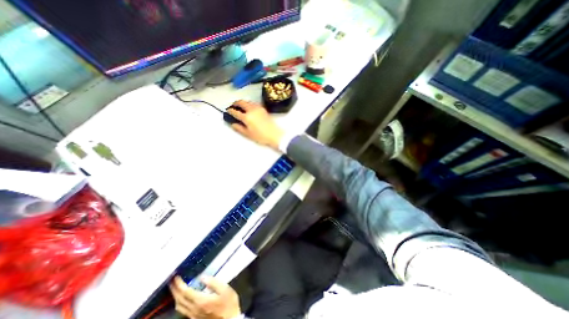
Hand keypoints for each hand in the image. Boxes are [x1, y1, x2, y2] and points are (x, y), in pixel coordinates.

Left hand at [168, 275, 239, 317]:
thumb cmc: (229, 304)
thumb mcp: (225, 289)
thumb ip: (213, 282)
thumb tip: (202, 277)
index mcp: (201, 301)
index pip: (185, 292)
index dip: (179, 284)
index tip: (176, 277)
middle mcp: (194, 309)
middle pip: (180, 300)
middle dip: (175, 290)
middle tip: (172, 281)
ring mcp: (194, 315)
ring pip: (179, 307)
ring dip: (176, 296)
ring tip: (176, 288)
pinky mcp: (195, 318)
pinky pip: (183, 310)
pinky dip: (180, 302)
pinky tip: (182, 298)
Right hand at [227, 99, 283, 149]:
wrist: (275, 135)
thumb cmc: (261, 136)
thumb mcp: (248, 134)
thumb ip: (239, 128)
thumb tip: (232, 123)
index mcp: (247, 117)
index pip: (235, 112)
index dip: (230, 111)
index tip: (227, 111)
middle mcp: (251, 110)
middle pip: (241, 102)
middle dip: (235, 103)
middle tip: (233, 106)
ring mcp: (258, 108)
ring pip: (247, 101)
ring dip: (242, 102)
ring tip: (240, 107)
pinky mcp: (263, 108)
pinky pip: (253, 103)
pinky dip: (249, 103)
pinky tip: (249, 108)